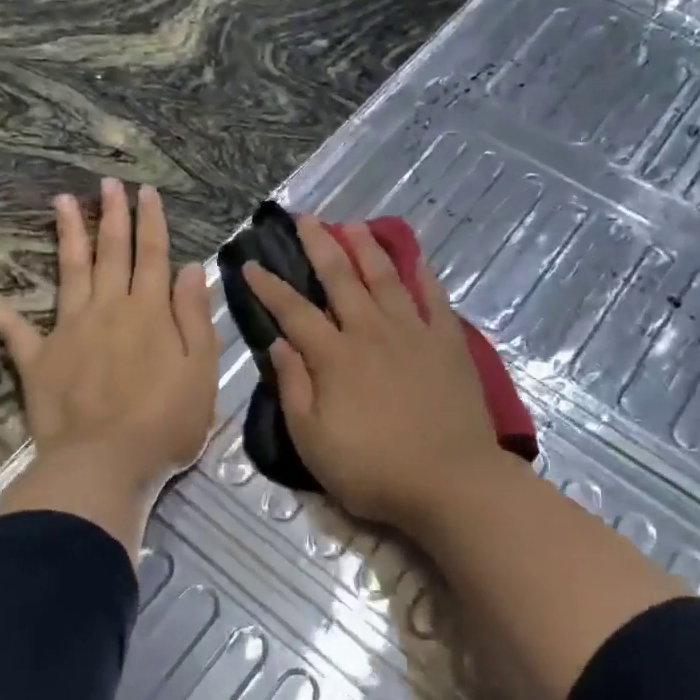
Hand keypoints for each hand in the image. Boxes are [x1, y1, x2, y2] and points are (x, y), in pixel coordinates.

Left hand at [0, 180, 217, 554]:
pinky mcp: (37, 358)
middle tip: (107, 183)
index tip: (145, 192)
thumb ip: (194, 317)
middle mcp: (109, 309)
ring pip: (69, 271)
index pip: (153, 256)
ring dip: (67, 234)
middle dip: (112, 215)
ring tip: (62, 201)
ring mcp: (69, 330)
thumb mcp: (201, 372)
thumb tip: (190, 268)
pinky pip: (10, 325)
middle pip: (111, 253)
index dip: (151, 221)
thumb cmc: (164, 423)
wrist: (104, 464)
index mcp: (150, 313)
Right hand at [242, 215, 512, 532]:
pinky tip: (414, 258)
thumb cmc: (373, 469)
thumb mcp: (312, 441)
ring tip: (352, 225)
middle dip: (319, 246)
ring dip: (365, 248)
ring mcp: (412, 333)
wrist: (449, 481)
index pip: (293, 311)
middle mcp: (370, 332)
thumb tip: (278, 344)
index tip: (250, 263)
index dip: (269, 286)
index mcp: (333, 357)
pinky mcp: (447, 342)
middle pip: (340, 278)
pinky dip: (422, 274)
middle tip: (304, 218)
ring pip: (385, 278)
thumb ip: (293, 388)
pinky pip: (433, 297)